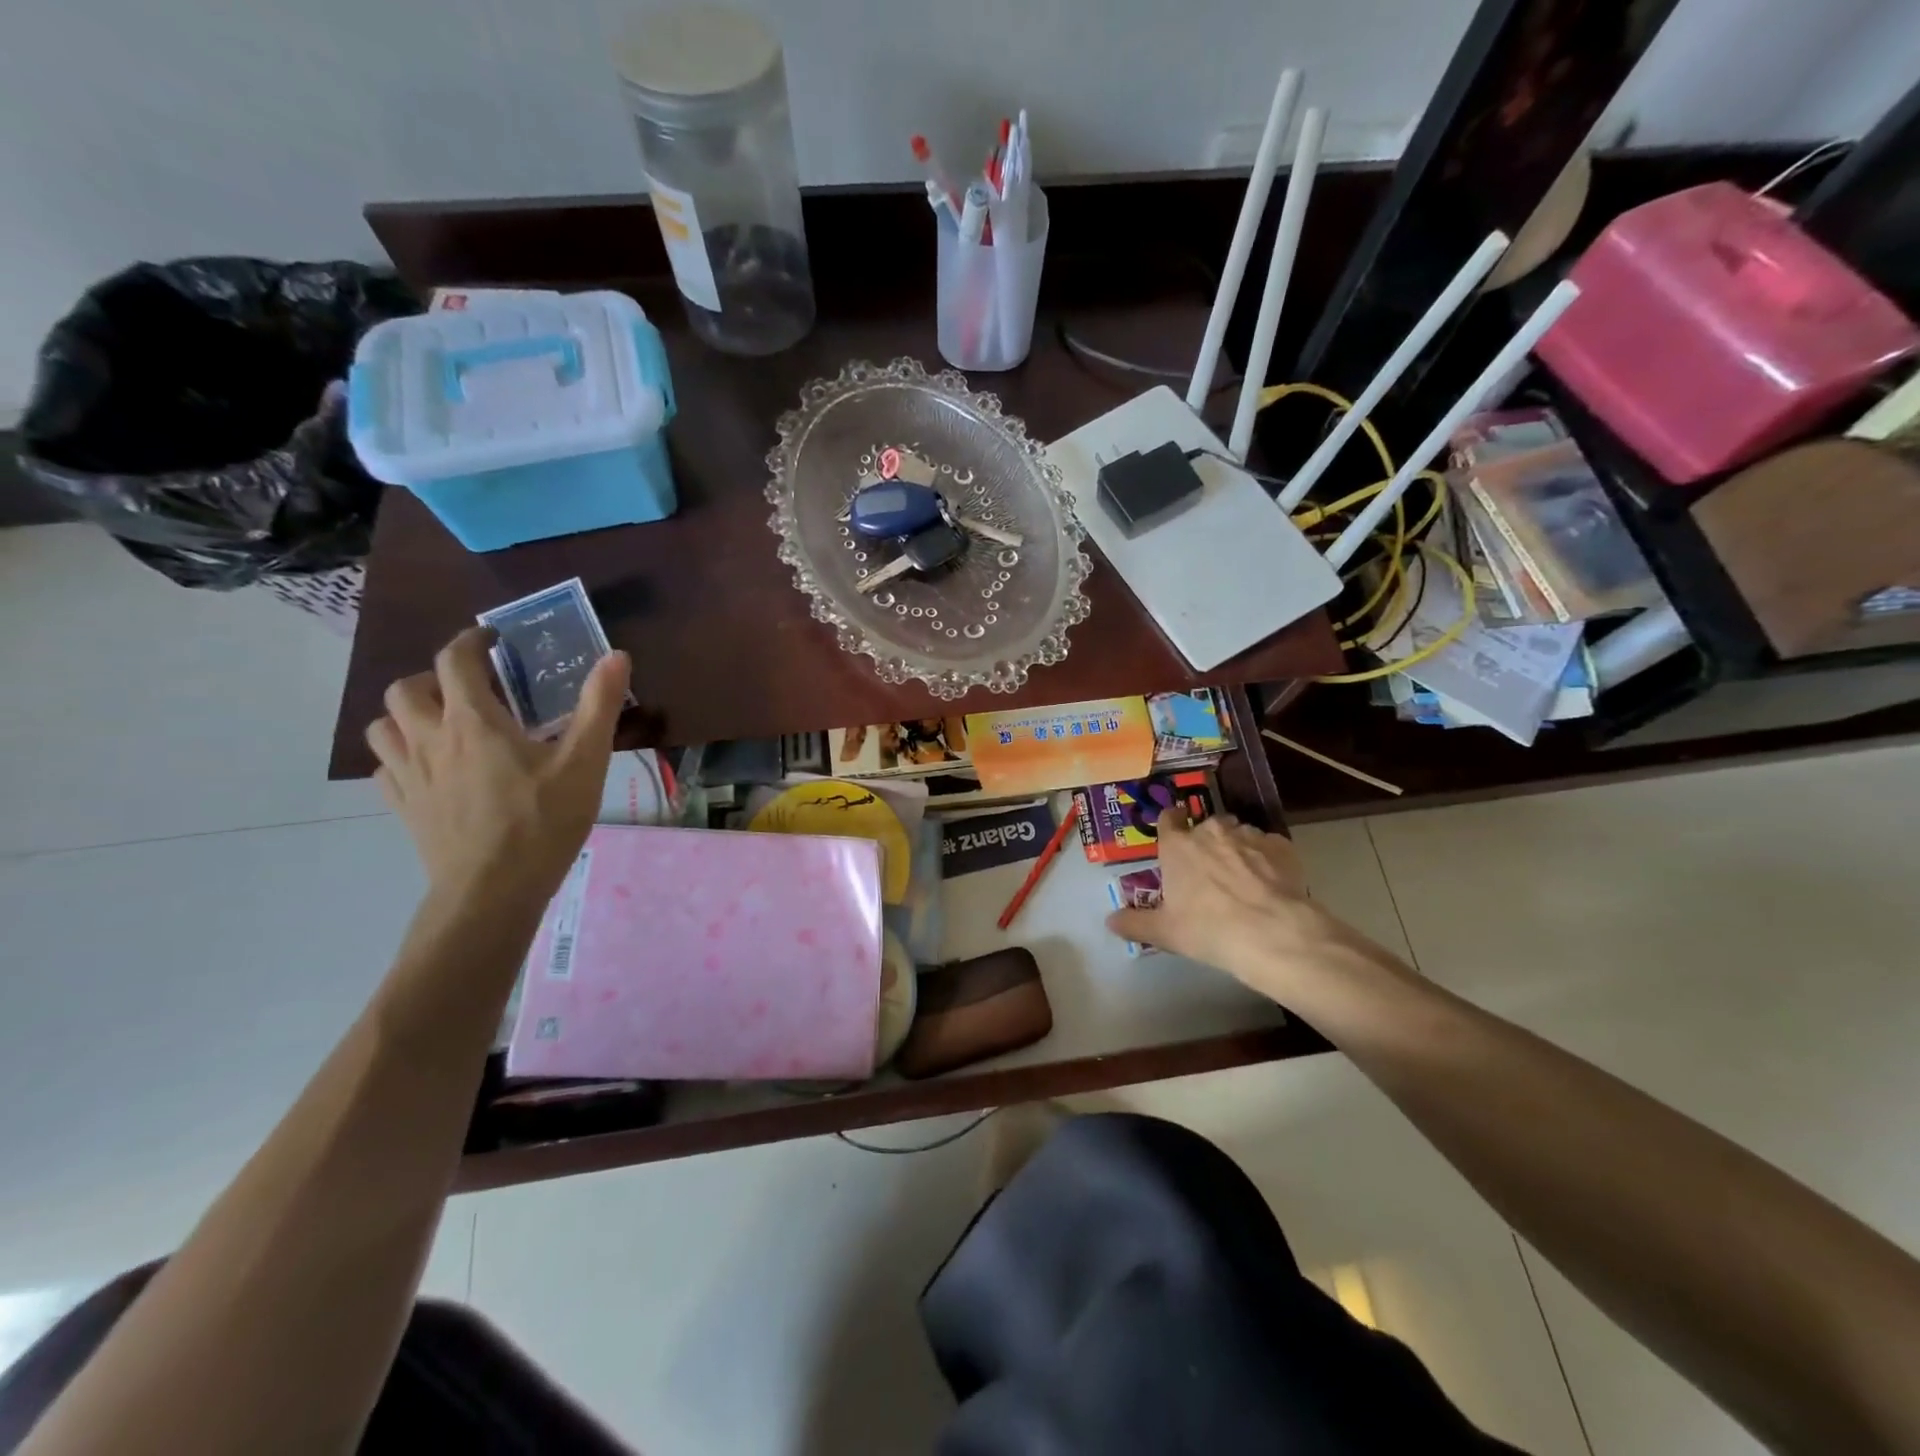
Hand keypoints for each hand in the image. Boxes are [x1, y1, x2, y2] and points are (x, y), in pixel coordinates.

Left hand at [366, 628, 629, 905]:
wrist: (493, 891)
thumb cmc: (543, 821)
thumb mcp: (584, 762)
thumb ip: (598, 706)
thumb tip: (616, 655)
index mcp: (473, 721)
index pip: (454, 660)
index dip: (471, 641)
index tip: (492, 640)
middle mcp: (430, 739)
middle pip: (405, 688)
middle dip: (433, 677)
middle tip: (468, 688)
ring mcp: (410, 775)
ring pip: (383, 726)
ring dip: (407, 714)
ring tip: (441, 724)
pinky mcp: (404, 807)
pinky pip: (385, 768)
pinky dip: (402, 756)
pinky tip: (432, 769)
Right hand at [1105, 807, 1393, 1003]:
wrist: (1273, 933)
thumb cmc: (1208, 929)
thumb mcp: (1165, 932)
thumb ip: (1134, 923)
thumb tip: (1109, 921)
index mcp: (1178, 846)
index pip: (1168, 819)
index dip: (1170, 824)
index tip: (1173, 835)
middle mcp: (1211, 831)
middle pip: (1205, 827)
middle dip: (1206, 843)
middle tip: (1209, 871)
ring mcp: (1249, 835)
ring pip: (1238, 834)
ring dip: (1237, 849)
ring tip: (1243, 879)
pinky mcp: (1282, 846)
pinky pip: (1269, 847)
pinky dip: (1267, 860)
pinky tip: (1270, 883)